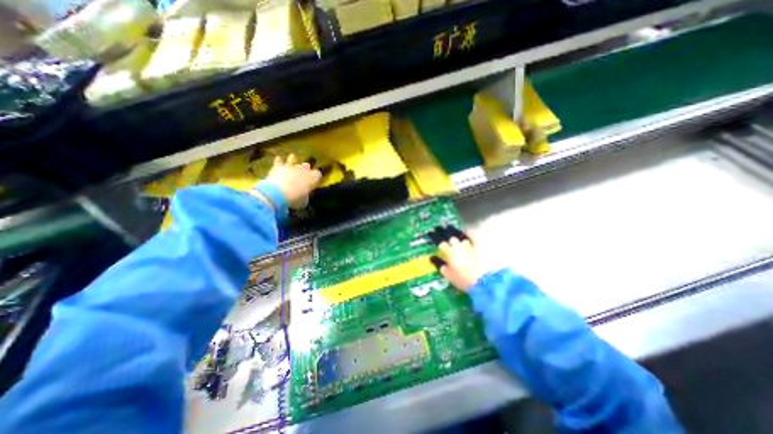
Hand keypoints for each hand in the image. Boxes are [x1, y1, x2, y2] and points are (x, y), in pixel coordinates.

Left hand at [269, 154, 321, 207]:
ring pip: (293, 159)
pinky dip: (279, 160)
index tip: (313, 182)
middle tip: (303, 174)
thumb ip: (305, 196)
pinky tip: (279, 159)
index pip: (318, 174)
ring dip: (293, 160)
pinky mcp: (278, 166)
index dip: (316, 177)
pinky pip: (279, 160)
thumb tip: (304, 195)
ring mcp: (291, 166)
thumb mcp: (304, 201)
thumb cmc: (295, 199)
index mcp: (313, 178)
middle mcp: (303, 170)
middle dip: (305, 169)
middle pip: (307, 165)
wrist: (278, 194)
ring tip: (292, 161)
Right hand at [425, 228, 483, 291]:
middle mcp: (458, 246)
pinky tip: (466, 231)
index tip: (431, 234)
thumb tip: (433, 258)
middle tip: (439, 229)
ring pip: (460, 235)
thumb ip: (440, 265)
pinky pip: (472, 236)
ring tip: (449, 227)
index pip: (440, 243)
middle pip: (450, 237)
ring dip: (454, 232)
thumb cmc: (464, 280)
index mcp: (450, 253)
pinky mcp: (479, 246)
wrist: (484, 281)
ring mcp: (469, 245)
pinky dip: (468, 233)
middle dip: (444, 233)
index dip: (435, 238)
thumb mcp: (449, 275)